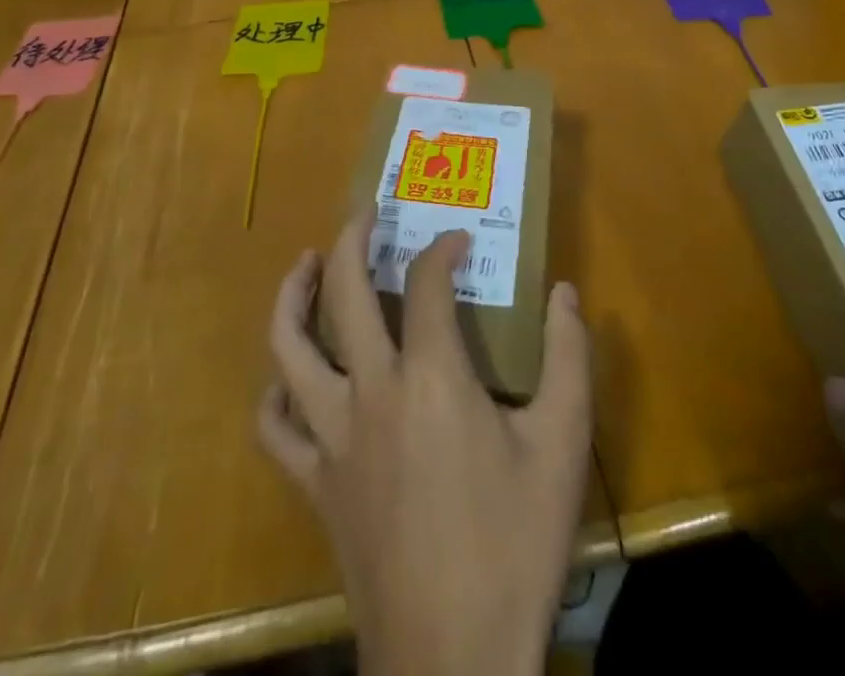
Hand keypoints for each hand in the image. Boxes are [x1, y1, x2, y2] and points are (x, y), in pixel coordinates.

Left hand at [258, 211, 590, 675]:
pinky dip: (276, 392)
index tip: (459, 240)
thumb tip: (565, 292)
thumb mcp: (562, 447)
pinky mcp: (313, 482)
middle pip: (344, 289)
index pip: (427, 281)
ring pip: (288, 347)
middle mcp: (370, 390)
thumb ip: (569, 359)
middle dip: (352, 237)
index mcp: (431, 376)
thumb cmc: (512, 546)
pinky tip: (289, 375)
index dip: (442, 249)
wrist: (455, 658)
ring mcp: (331, 436)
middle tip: (365, 213)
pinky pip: (275, 427)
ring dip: (293, 295)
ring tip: (306, 264)